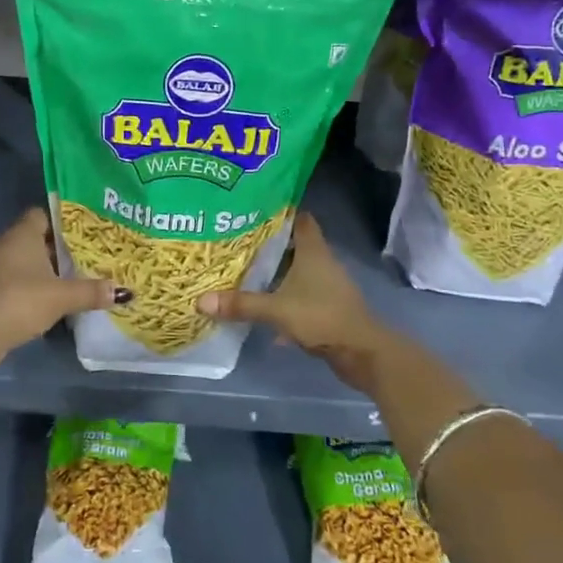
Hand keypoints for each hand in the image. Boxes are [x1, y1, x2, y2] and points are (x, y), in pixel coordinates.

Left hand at [0, 208, 123, 348]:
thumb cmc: (23, 300)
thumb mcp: (63, 296)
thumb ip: (92, 291)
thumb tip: (122, 292)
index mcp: (22, 234)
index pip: (42, 214)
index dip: (61, 221)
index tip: (81, 233)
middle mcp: (3, 243)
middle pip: (33, 237)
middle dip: (55, 248)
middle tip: (81, 257)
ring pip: (21, 258)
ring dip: (40, 268)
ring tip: (66, 279)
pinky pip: (11, 277)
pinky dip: (26, 283)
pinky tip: (43, 299)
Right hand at [196, 213, 382, 369]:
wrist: (361, 353)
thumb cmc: (321, 317)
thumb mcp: (276, 310)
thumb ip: (241, 304)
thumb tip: (200, 300)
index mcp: (313, 251)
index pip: (300, 219)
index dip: (280, 212)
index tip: (254, 210)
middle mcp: (322, 262)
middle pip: (295, 244)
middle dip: (269, 244)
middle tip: (238, 241)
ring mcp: (327, 286)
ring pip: (297, 271)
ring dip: (276, 272)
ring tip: (244, 270)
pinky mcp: (326, 307)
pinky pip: (300, 295)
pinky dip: (283, 297)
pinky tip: (263, 307)